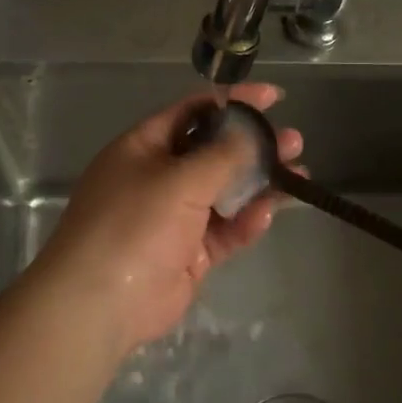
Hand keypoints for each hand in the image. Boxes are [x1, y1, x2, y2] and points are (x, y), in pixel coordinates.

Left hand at [32, 84, 301, 351]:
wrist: (101, 304)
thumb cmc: (134, 225)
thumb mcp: (179, 180)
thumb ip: (222, 155)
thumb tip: (251, 132)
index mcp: (145, 148)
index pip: (194, 112)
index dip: (233, 103)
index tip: (274, 98)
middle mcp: (159, 177)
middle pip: (215, 152)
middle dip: (255, 146)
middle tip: (294, 142)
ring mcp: (175, 217)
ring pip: (225, 192)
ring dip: (260, 184)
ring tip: (300, 175)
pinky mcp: (190, 252)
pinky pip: (225, 230)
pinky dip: (246, 221)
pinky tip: (269, 213)